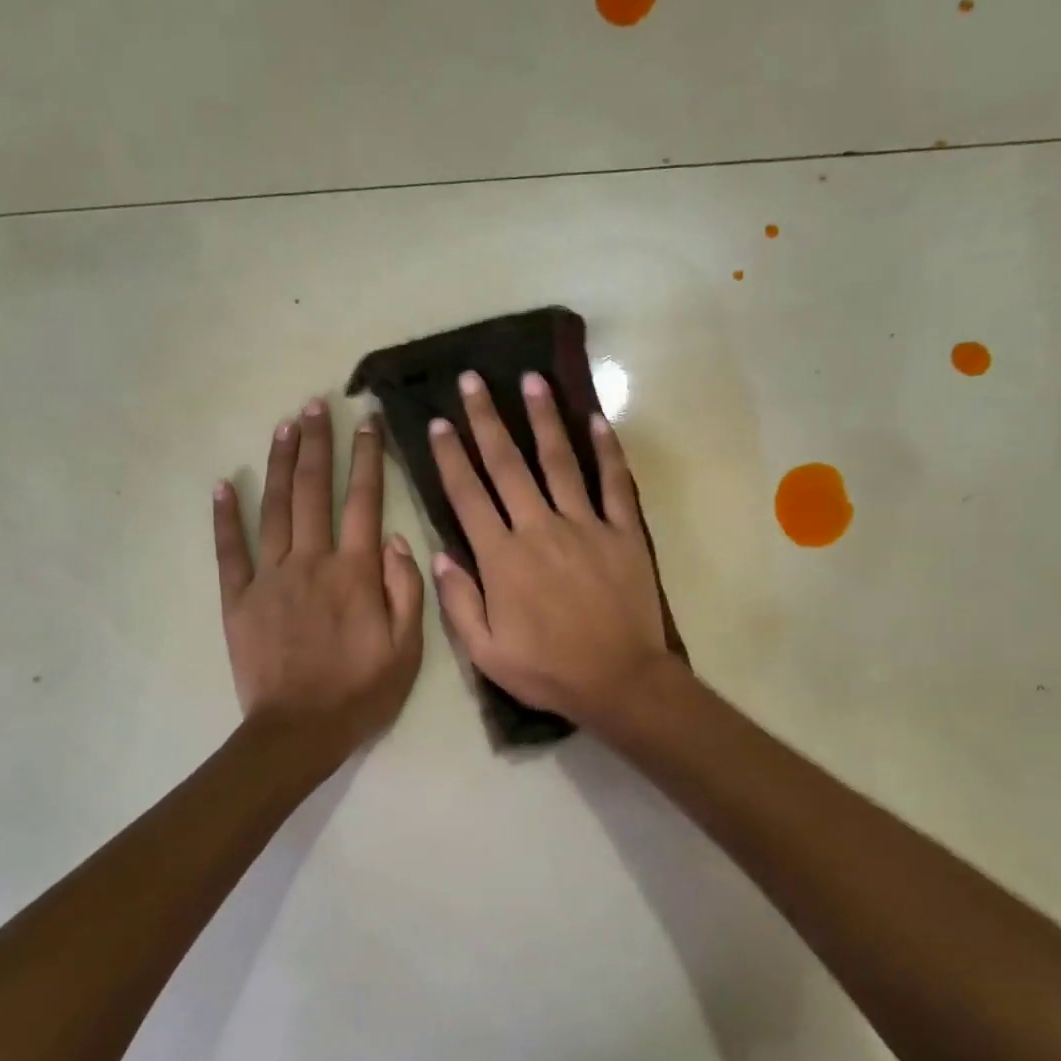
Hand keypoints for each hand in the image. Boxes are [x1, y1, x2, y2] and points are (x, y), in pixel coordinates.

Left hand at [214, 399, 423, 753]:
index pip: (364, 501)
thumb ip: (405, 590)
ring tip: (284, 425)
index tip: (366, 421)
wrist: (299, 730)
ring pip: (274, 509)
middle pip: (313, 492)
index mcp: (355, 573)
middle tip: (316, 403)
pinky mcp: (239, 598)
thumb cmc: (361, 692)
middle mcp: (311, 562)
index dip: (366, 458)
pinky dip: (226, 516)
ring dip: (279, 463)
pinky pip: (230, 550)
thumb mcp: (407, 649)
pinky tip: (224, 484)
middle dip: (317, 444)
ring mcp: (270, 577)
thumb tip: (396, 539)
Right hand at [428, 371, 672, 728]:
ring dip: (543, 418)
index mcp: (502, 559)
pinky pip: (614, 483)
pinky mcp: (623, 533)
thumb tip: (438, 555)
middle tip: (472, 380)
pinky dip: (607, 450)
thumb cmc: (548, 671)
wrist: (619, 681)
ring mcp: (585, 526)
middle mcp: (539, 529)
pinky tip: (597, 420)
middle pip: (507, 466)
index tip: (438, 423)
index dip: (450, 457)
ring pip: (559, 462)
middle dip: (486, 421)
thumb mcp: (486, 653)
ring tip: (530, 380)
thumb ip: (458, 603)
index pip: (468, 496)